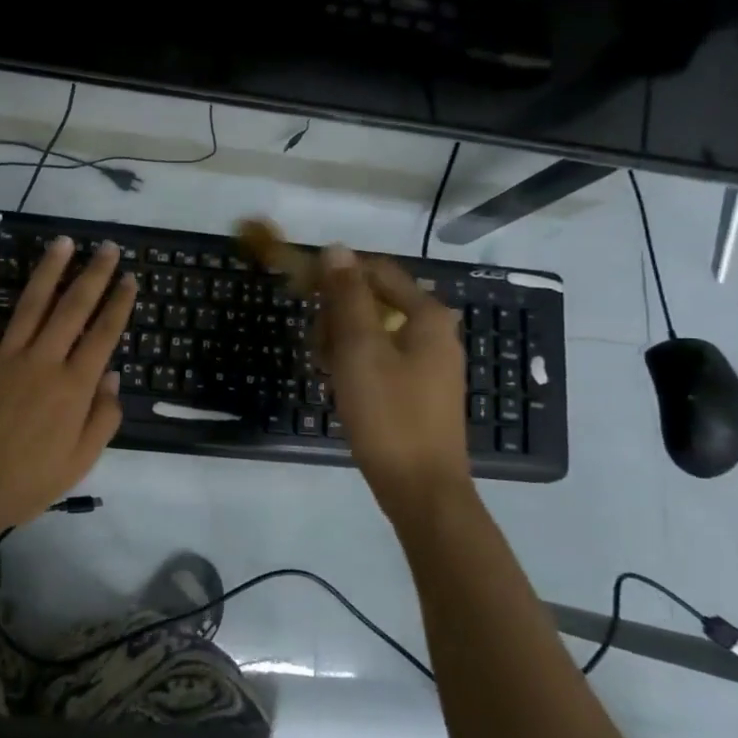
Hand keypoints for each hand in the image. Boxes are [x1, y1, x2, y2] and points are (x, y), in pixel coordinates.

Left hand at [0, 236, 135, 540]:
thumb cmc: (25, 483)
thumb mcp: (80, 462)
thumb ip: (102, 417)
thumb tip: (113, 375)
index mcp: (73, 387)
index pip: (104, 335)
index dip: (119, 304)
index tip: (129, 278)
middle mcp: (44, 361)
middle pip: (73, 308)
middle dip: (94, 275)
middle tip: (107, 247)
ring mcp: (6, 356)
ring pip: (32, 303)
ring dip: (50, 269)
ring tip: (64, 242)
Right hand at [315, 244, 470, 505]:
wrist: (421, 488)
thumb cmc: (388, 414)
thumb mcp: (359, 350)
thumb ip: (347, 297)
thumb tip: (336, 249)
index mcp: (427, 316)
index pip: (378, 271)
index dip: (337, 273)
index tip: (302, 289)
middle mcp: (436, 332)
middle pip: (377, 301)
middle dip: (339, 314)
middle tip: (316, 343)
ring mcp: (431, 363)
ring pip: (377, 332)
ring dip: (344, 340)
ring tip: (324, 367)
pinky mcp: (421, 390)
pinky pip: (383, 358)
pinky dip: (358, 362)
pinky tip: (340, 384)